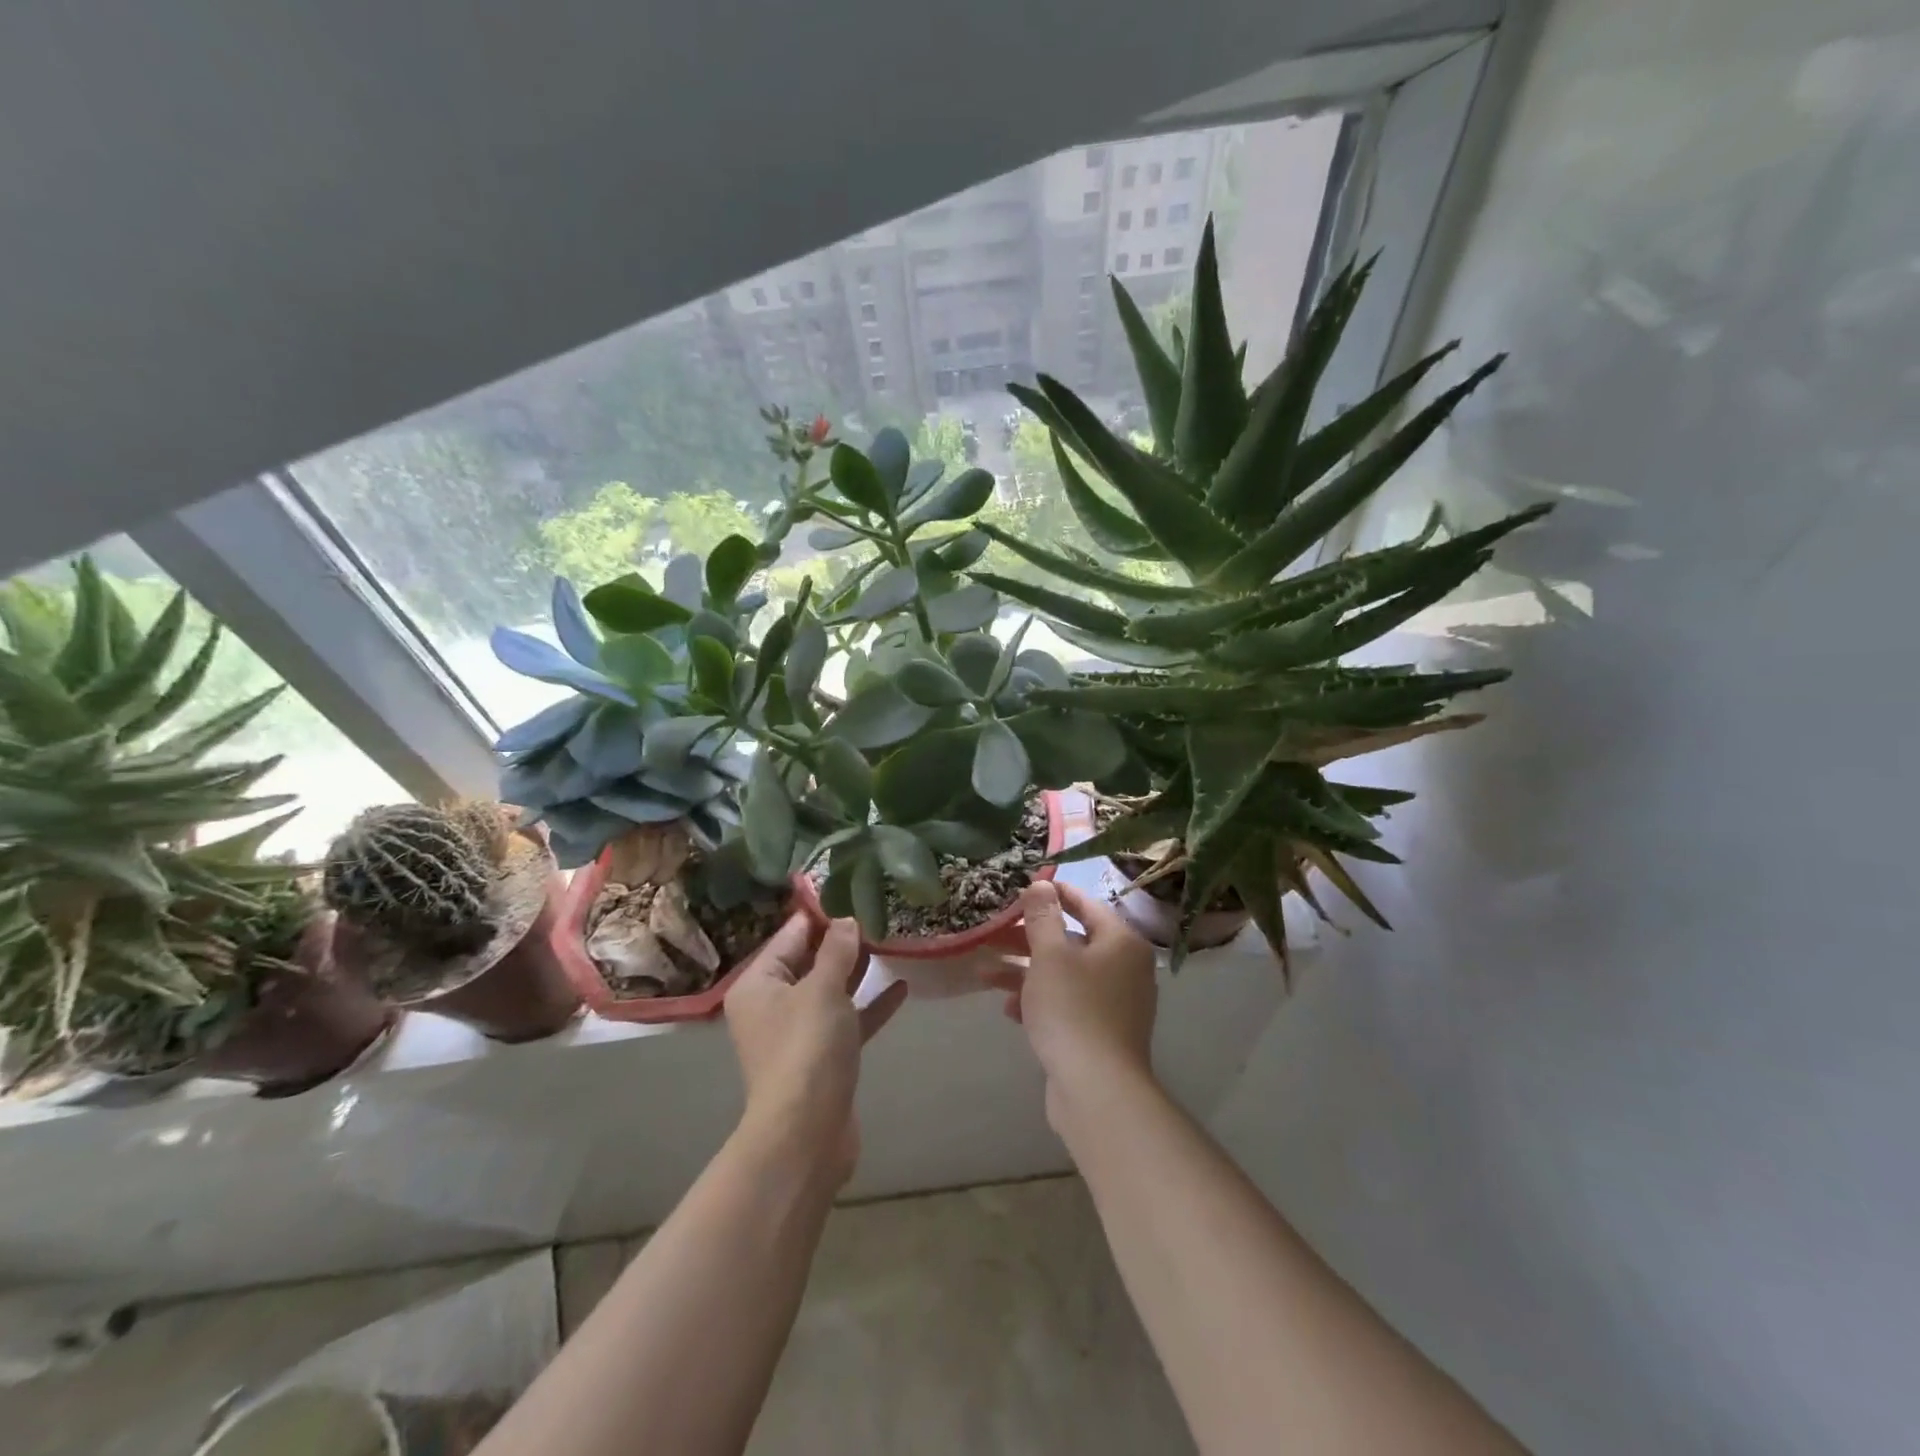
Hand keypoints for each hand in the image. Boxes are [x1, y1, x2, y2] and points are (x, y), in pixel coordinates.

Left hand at [724, 914, 907, 1182]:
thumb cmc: (807, 1047)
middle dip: (842, 942)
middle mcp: (772, 1005)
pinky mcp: (823, 1058)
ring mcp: (798, 1033)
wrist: (807, 1133)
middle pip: (809, 961)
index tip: (853, 892)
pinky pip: (847, 1020)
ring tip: (890, 943)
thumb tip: (846, 920)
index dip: (822, 914)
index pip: (790, 935)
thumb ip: (837, 950)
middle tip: (878, 914)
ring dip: (858, 971)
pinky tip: (901, 987)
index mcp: (758, 984)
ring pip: (830, 991)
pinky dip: (869, 1005)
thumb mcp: (823, 988)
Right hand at [991, 881, 1158, 1117]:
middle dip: (1029, 939)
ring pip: (1066, 975)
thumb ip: (1043, 916)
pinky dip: (1041, 1001)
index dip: (1054, 894)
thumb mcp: (1050, 955)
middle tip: (995, 934)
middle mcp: (1126, 968)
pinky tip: (1011, 1010)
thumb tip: (1041, 884)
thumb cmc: (1073, 1010)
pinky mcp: (1103, 1032)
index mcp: (1121, 942)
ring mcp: (1117, 1003)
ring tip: (986, 975)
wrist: (1097, 1090)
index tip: (1024, 888)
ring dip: (1027, 972)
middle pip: (1072, 940)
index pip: (1086, 904)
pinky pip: (1069, 1004)